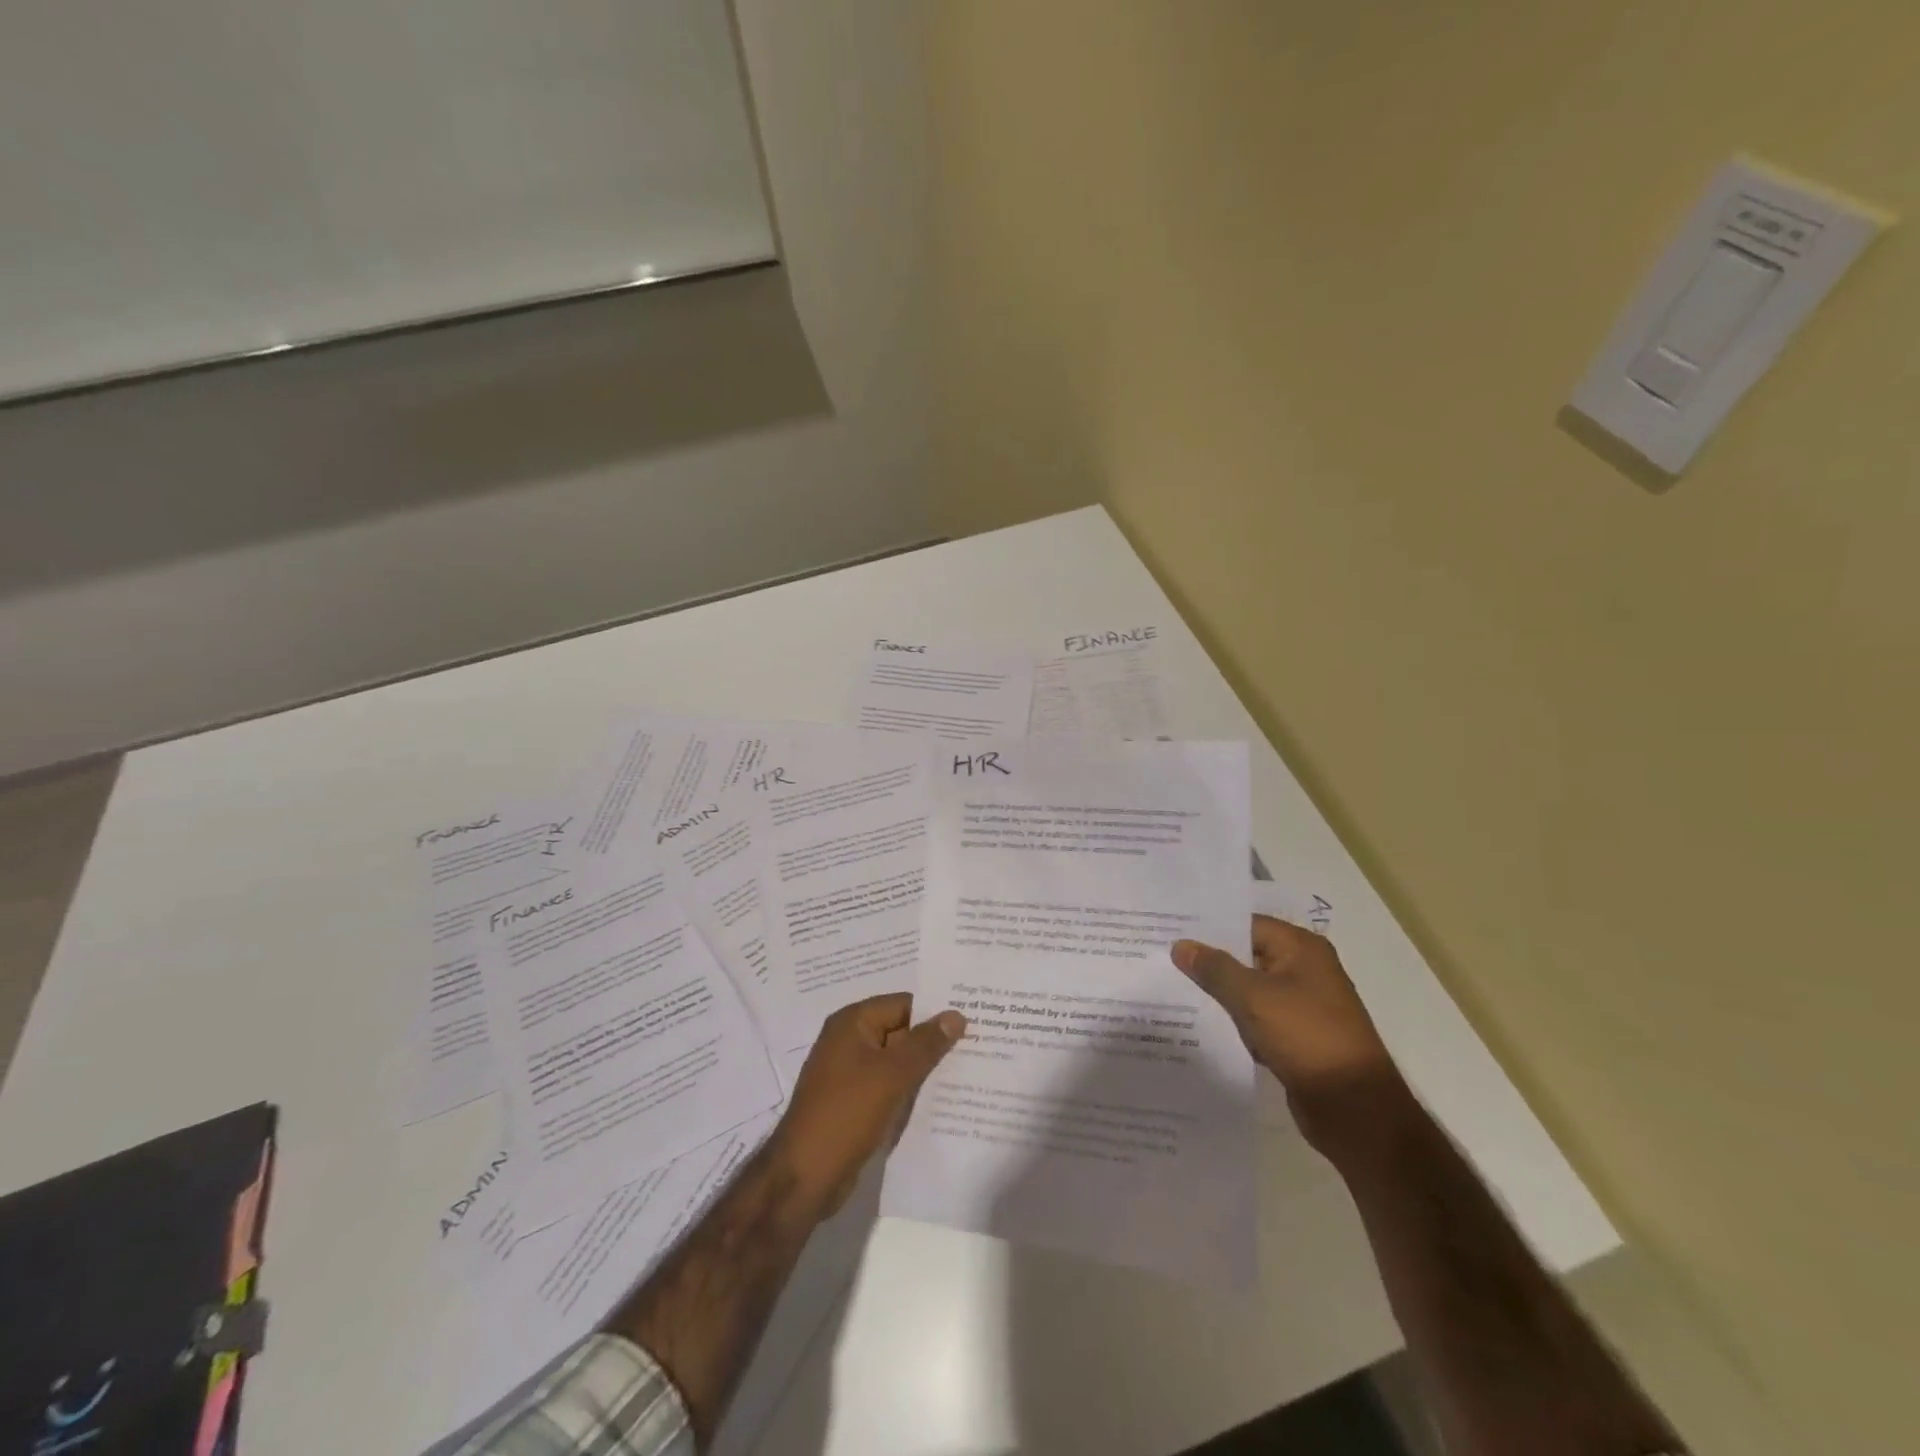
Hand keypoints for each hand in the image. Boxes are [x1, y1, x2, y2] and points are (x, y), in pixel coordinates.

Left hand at [765, 993, 964, 1218]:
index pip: (904, 1004)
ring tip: (967, 1072)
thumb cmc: (847, 1113)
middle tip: (978, 1046)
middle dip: (933, 1041)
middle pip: (901, 1030)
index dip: (936, 1012)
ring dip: (924, 1068)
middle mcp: (849, 1040)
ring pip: (896, 1061)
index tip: (973, 1021)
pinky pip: (888, 1085)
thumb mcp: (892, 1074)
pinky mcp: (853, 1102)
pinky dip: (909, 1089)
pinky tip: (939, 1099)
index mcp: (853, 1022)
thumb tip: (956, 1014)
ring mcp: (849, 1073)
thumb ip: (926, 1043)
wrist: (804, 1176)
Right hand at [1172, 915, 1406, 1158]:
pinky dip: (1238, 1020)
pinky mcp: (1300, 1036)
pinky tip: (1206, 1025)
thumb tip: (1181, 945)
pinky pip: (1260, 1018)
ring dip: (1223, 993)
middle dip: (1211, 961)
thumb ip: (1214, 969)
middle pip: (1248, 955)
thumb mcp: (1252, 997)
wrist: (1354, 1107)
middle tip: (1165, 958)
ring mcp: (1305, 1005)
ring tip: (1176, 990)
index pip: (1247, 925)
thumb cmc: (1305, 1036)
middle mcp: (1306, 970)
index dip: (1210, 928)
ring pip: (1252, 989)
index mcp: (1302, 949)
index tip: (1171, 930)